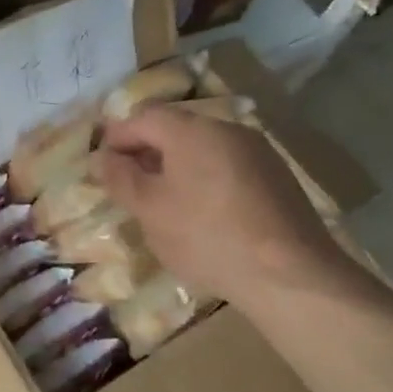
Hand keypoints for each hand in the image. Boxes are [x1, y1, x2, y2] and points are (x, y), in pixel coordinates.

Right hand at [97, 105, 348, 303]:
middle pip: (175, 128)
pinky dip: (204, 178)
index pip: (143, 117)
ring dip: (176, 166)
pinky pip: (227, 166)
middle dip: (146, 151)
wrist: (290, 274)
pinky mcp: (276, 177)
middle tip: (127, 184)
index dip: (117, 137)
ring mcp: (257, 151)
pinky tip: (201, 212)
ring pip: (203, 148)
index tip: (102, 165)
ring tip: (162, 201)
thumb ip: (120, 178)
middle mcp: (227, 129)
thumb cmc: (206, 236)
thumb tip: (102, 158)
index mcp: (192, 130)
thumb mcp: (149, 210)